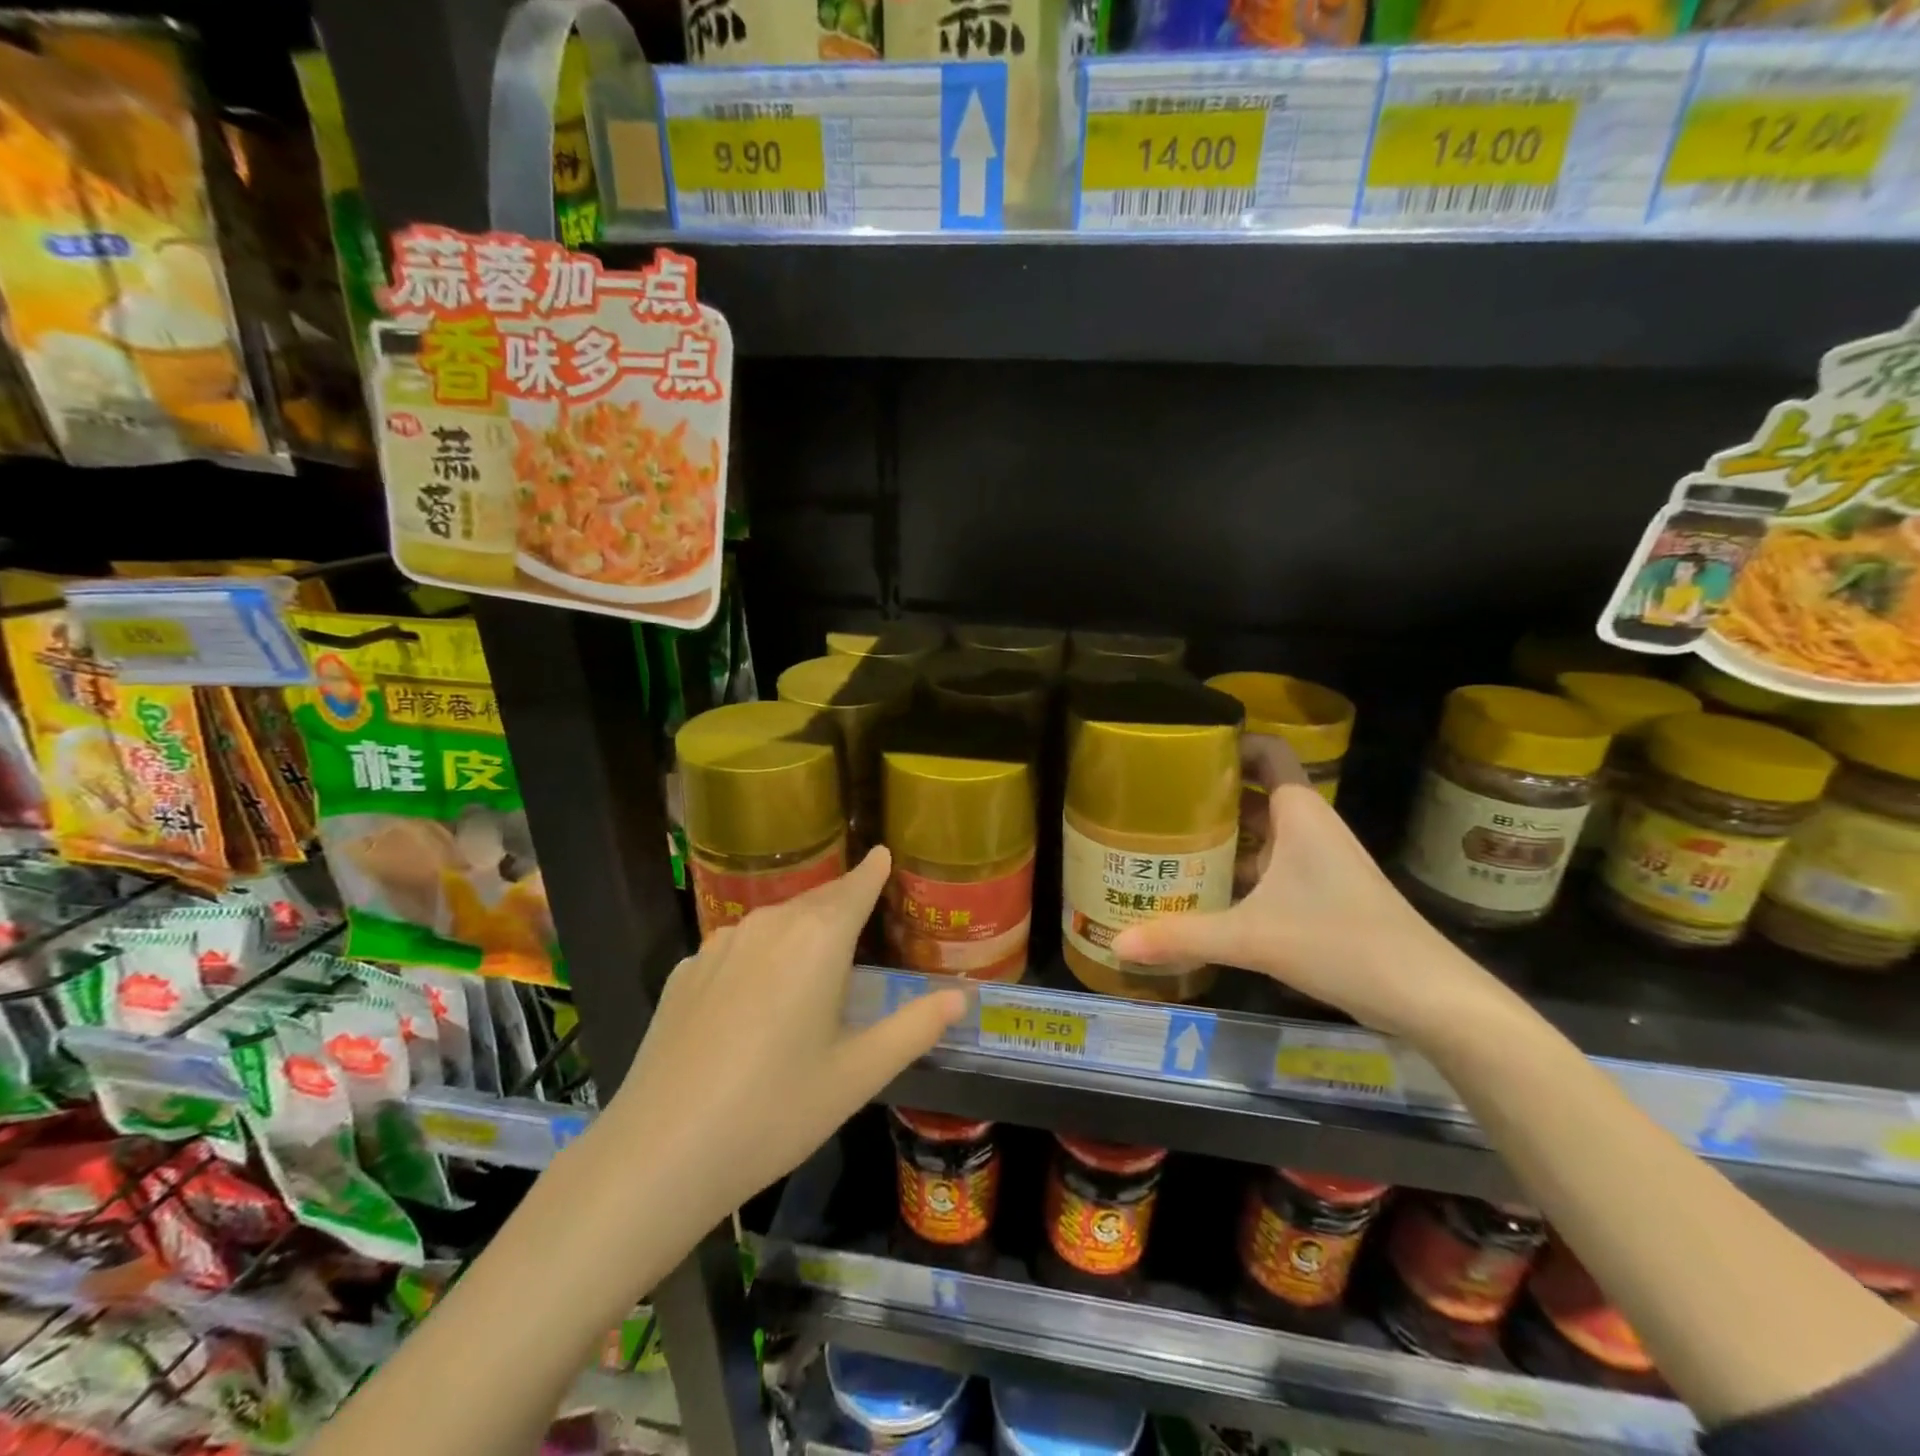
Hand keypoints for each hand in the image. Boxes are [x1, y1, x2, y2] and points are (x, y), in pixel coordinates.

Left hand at [603, 847, 966, 1226]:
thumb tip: (961, 997)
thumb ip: (914, 1028)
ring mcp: (719, 945)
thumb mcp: (858, 1074)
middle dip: (842, 899)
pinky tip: (755, 993)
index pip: (855, 887)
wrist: (661, 1151)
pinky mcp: (685, 972)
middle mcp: (768, 925)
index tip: (882, 853)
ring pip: (774, 921)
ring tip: (814, 953)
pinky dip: (760, 953)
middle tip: (862, 906)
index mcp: (818, 940)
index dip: (872, 871)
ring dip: (800, 926)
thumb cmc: (776, 1110)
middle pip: (815, 900)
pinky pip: (737, 947)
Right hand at [1112, 743, 1503, 1042]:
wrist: (1427, 995)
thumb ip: (1184, 937)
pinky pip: (1269, 865)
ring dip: (1221, 835)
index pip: (1266, 751)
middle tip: (1155, 799)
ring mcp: (1317, 861)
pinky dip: (1238, 869)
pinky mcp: (1321, 893)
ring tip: (1166, 840)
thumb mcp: (1253, 937)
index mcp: (1300, 814)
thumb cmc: (1342, 942)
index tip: (1181, 748)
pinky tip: (1203, 891)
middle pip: (1254, 792)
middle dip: (1208, 793)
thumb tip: (1118, 944)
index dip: (1229, 741)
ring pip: (1261, 833)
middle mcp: (1309, 828)